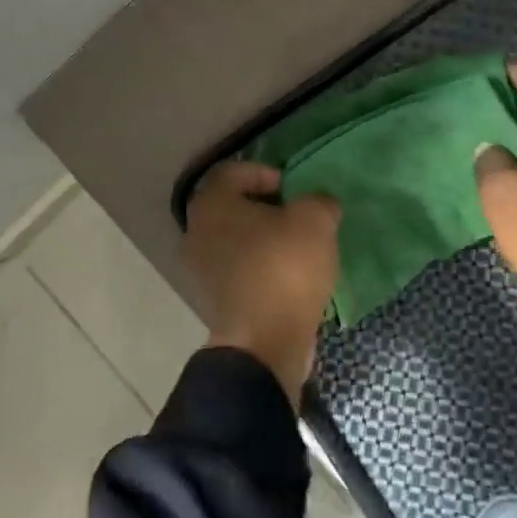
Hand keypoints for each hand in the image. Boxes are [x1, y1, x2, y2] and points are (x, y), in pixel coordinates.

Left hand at [182, 161, 340, 406]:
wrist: (264, 344)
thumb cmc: (283, 268)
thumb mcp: (315, 220)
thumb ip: (318, 201)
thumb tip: (319, 204)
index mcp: (211, 204)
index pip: (233, 172)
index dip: (265, 173)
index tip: (292, 188)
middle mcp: (197, 232)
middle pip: (234, 207)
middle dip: (268, 209)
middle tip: (299, 216)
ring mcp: (202, 270)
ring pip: (238, 241)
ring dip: (267, 240)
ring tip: (301, 248)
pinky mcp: (216, 301)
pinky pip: (242, 271)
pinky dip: (263, 269)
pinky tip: (292, 277)